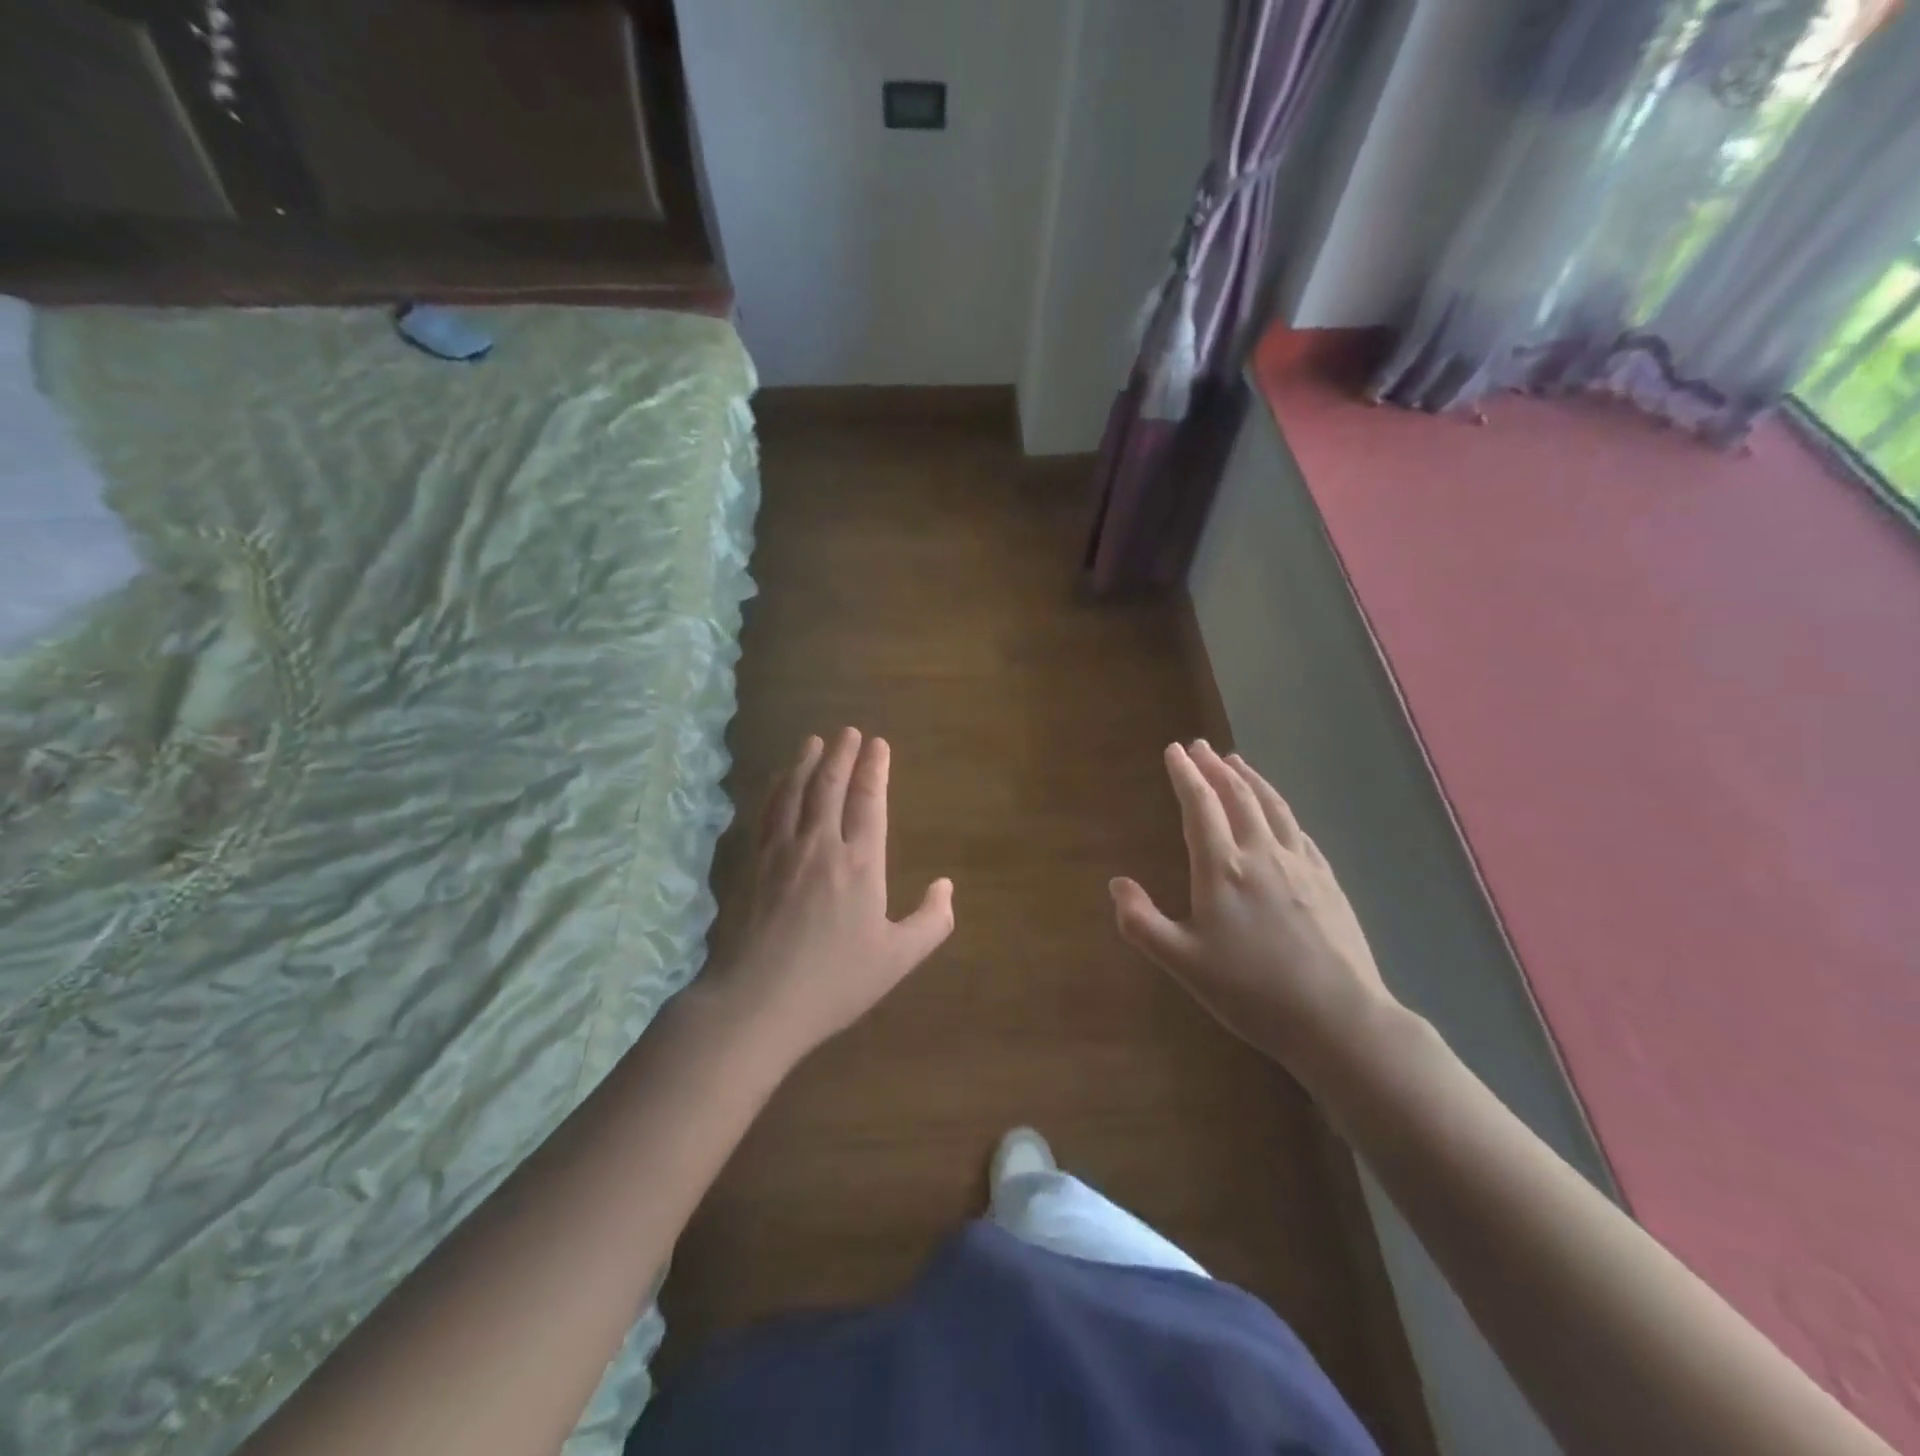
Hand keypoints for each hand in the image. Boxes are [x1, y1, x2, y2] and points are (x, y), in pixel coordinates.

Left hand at [706, 729, 954, 1062]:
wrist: (757, 1002)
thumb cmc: (834, 982)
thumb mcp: (898, 959)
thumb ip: (931, 921)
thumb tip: (946, 886)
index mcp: (860, 864)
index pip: (869, 802)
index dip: (875, 769)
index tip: (878, 744)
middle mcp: (820, 846)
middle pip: (830, 786)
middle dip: (842, 754)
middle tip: (849, 732)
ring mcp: (781, 852)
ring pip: (796, 792)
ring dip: (807, 762)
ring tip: (815, 741)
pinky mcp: (753, 864)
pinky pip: (767, 813)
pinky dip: (777, 788)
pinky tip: (779, 780)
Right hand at [1110, 741, 1399, 1082]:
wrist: (1338, 1019)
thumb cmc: (1251, 992)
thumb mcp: (1182, 962)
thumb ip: (1142, 923)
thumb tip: (1117, 884)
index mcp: (1222, 868)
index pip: (1200, 806)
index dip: (1185, 775)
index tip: (1174, 749)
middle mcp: (1261, 854)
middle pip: (1237, 797)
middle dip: (1214, 768)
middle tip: (1200, 746)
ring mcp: (1300, 865)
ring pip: (1273, 807)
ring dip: (1251, 779)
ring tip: (1236, 762)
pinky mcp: (1328, 882)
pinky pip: (1300, 832)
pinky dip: (1282, 811)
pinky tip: (1280, 814)